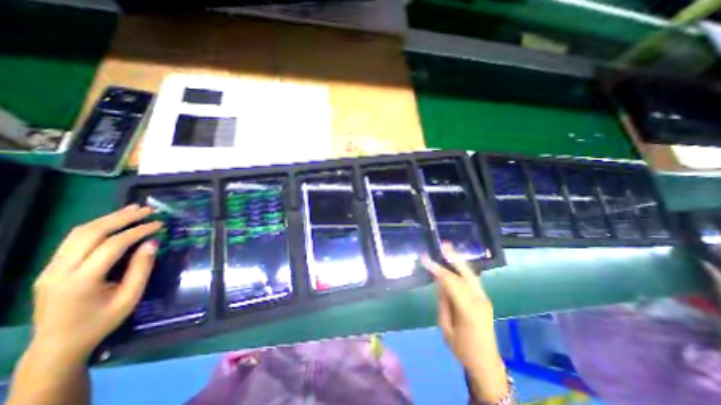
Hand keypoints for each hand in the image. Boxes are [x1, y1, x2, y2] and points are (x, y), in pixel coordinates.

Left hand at [31, 204, 158, 361]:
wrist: (56, 346)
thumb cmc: (101, 322)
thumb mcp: (130, 297)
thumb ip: (141, 268)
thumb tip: (152, 243)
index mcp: (81, 281)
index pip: (112, 245)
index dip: (138, 231)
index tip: (159, 223)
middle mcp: (59, 271)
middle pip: (90, 233)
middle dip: (122, 218)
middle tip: (147, 209)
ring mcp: (50, 268)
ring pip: (78, 233)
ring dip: (108, 218)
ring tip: (133, 209)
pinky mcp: (50, 268)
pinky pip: (73, 240)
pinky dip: (97, 227)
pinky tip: (114, 222)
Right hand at [424, 242, 505, 403]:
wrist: (486, 363)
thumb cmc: (462, 348)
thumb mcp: (445, 327)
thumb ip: (443, 302)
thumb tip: (439, 281)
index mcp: (468, 309)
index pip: (450, 282)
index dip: (437, 269)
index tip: (425, 259)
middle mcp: (479, 300)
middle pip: (464, 274)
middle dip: (452, 258)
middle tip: (443, 244)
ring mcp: (484, 298)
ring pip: (469, 274)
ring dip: (458, 260)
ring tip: (448, 248)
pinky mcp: (484, 298)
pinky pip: (471, 279)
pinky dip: (462, 269)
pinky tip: (455, 262)